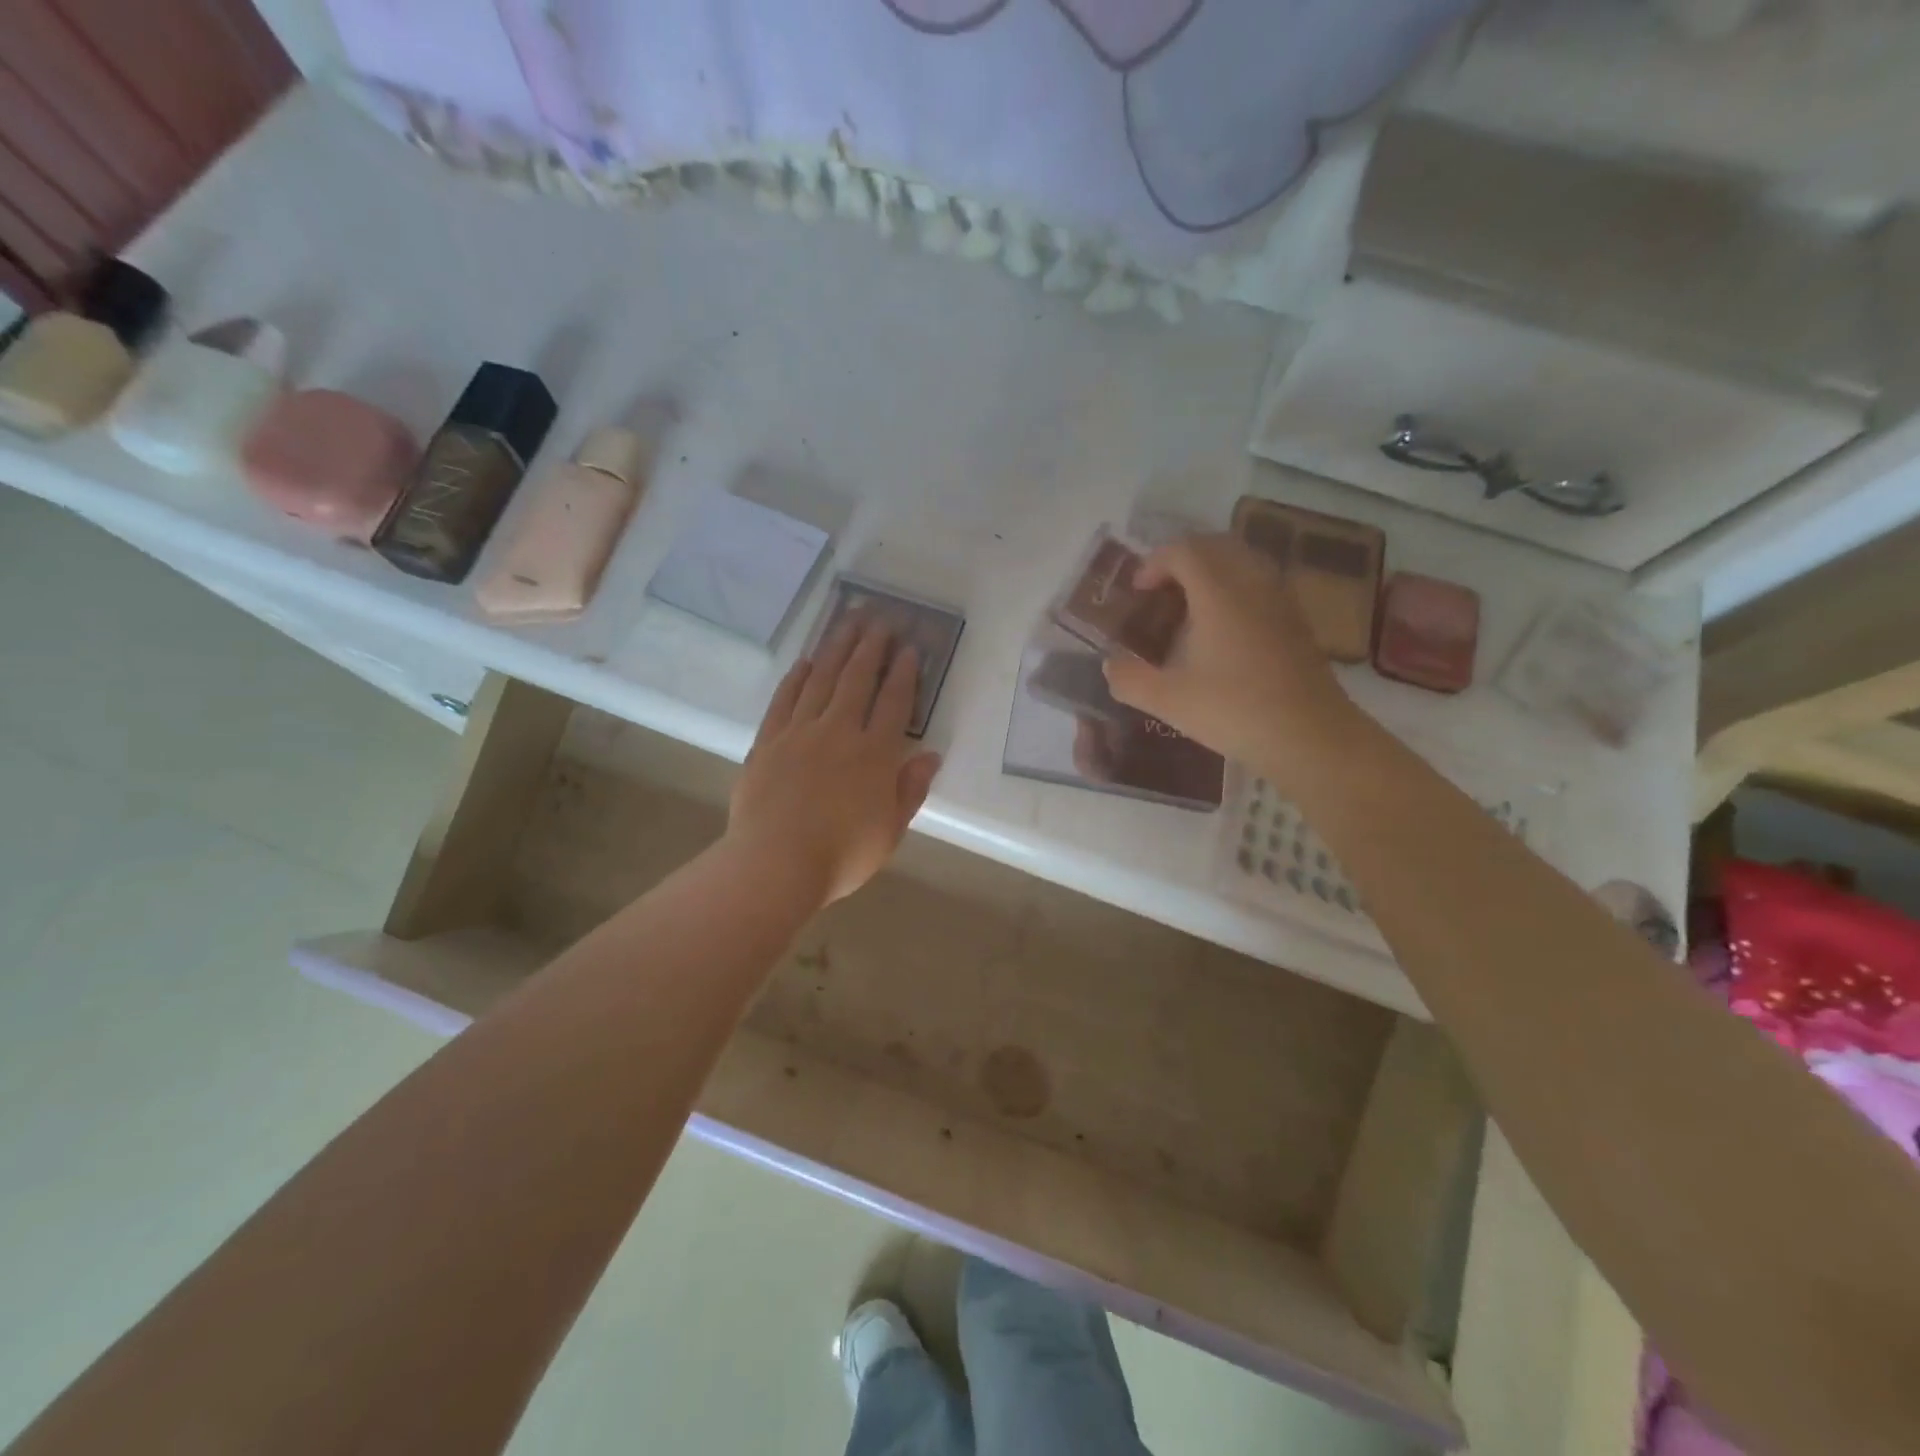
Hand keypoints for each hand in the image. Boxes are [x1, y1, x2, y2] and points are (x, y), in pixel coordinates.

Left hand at [727, 616, 942, 905]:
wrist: (775, 864)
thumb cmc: (842, 854)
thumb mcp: (891, 830)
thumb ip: (911, 789)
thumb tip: (931, 755)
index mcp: (874, 754)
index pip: (893, 703)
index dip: (903, 673)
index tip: (908, 648)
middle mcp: (839, 732)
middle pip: (857, 680)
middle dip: (871, 647)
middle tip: (879, 619)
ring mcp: (800, 733)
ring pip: (821, 680)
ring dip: (837, 649)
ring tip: (847, 622)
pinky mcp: (768, 741)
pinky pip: (784, 700)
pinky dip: (796, 678)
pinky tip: (805, 662)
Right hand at [1103, 534, 1357, 785]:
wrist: (1309, 736)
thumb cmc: (1233, 711)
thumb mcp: (1168, 700)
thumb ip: (1129, 679)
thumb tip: (1110, 665)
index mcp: (1218, 593)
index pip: (1184, 551)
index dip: (1154, 562)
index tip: (1137, 590)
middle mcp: (1252, 585)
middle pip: (1217, 545)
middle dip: (1183, 558)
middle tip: (1161, 588)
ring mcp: (1280, 601)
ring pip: (1244, 562)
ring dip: (1213, 570)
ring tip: (1191, 604)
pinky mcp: (1297, 622)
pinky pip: (1262, 584)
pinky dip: (1237, 589)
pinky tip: (1225, 628)